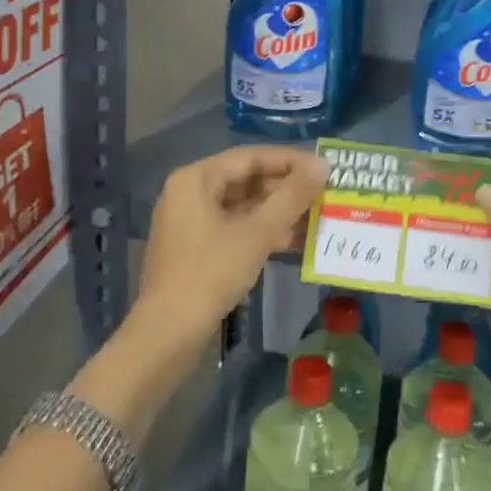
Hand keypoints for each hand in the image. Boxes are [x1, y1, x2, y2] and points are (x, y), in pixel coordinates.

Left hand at [137, 146, 328, 343]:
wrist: (169, 333)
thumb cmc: (211, 273)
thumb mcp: (257, 233)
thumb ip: (291, 197)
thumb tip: (321, 165)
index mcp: (195, 179)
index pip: (249, 157)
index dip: (288, 160)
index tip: (322, 167)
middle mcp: (189, 193)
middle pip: (244, 180)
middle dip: (284, 188)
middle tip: (322, 193)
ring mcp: (190, 222)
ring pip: (241, 206)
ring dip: (276, 211)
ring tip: (314, 216)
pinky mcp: (195, 248)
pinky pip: (233, 227)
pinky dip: (260, 230)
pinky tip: (291, 240)